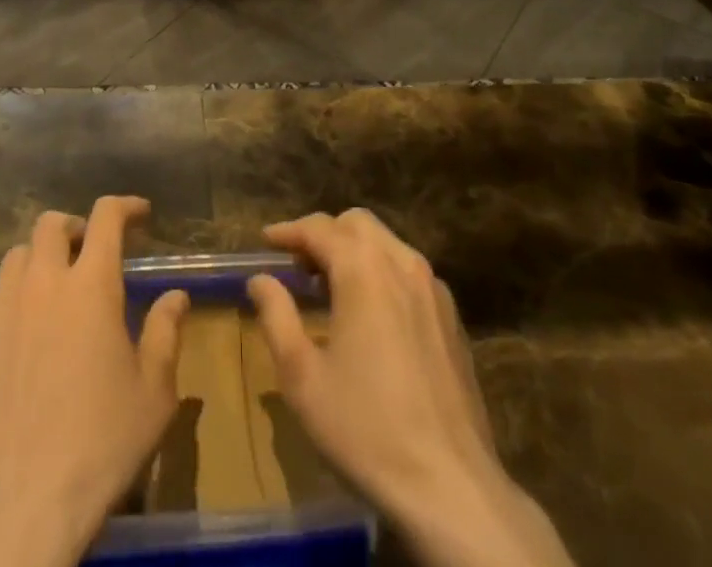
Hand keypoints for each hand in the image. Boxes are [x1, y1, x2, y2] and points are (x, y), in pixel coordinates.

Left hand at [0, 196, 189, 566]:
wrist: (21, 506)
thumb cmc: (100, 444)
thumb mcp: (153, 392)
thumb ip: (165, 332)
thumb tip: (176, 296)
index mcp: (91, 284)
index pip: (106, 217)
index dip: (125, 206)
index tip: (139, 213)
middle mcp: (42, 283)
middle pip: (51, 224)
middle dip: (75, 227)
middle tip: (90, 251)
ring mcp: (0, 312)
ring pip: (16, 257)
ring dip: (39, 260)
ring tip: (53, 289)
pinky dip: (10, 300)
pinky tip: (20, 333)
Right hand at [247, 210, 574, 566]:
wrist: (451, 486)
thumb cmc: (365, 428)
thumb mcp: (302, 377)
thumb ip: (277, 316)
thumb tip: (260, 279)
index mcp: (363, 269)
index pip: (318, 228)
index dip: (288, 231)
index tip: (266, 241)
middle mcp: (401, 263)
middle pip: (356, 224)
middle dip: (324, 235)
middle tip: (298, 267)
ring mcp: (433, 288)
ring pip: (387, 244)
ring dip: (355, 251)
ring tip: (330, 288)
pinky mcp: (451, 317)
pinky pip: (409, 273)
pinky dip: (382, 273)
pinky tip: (371, 314)